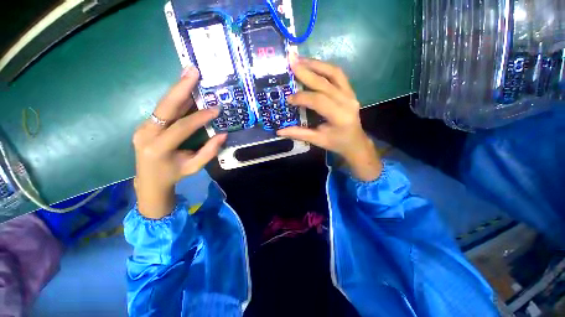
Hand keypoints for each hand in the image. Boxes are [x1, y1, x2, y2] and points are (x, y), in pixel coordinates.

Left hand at [132, 67, 225, 218]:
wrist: (148, 181)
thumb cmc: (174, 175)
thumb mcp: (194, 167)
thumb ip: (209, 151)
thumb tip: (223, 134)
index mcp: (158, 148)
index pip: (181, 127)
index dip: (199, 117)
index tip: (216, 109)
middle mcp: (146, 134)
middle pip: (165, 107)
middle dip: (181, 88)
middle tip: (193, 71)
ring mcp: (143, 127)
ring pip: (163, 105)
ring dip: (178, 89)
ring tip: (189, 73)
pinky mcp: (146, 124)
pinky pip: (164, 110)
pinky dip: (177, 99)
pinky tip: (185, 89)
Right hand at [277, 57, 381, 180]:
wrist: (355, 142)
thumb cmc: (337, 143)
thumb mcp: (318, 140)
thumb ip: (299, 134)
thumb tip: (279, 131)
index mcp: (339, 116)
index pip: (318, 101)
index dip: (302, 97)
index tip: (289, 98)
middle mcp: (347, 101)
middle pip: (325, 82)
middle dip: (306, 71)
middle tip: (291, 61)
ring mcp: (350, 93)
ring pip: (334, 72)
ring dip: (316, 64)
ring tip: (300, 59)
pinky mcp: (350, 90)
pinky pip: (338, 74)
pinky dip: (324, 68)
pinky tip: (313, 66)